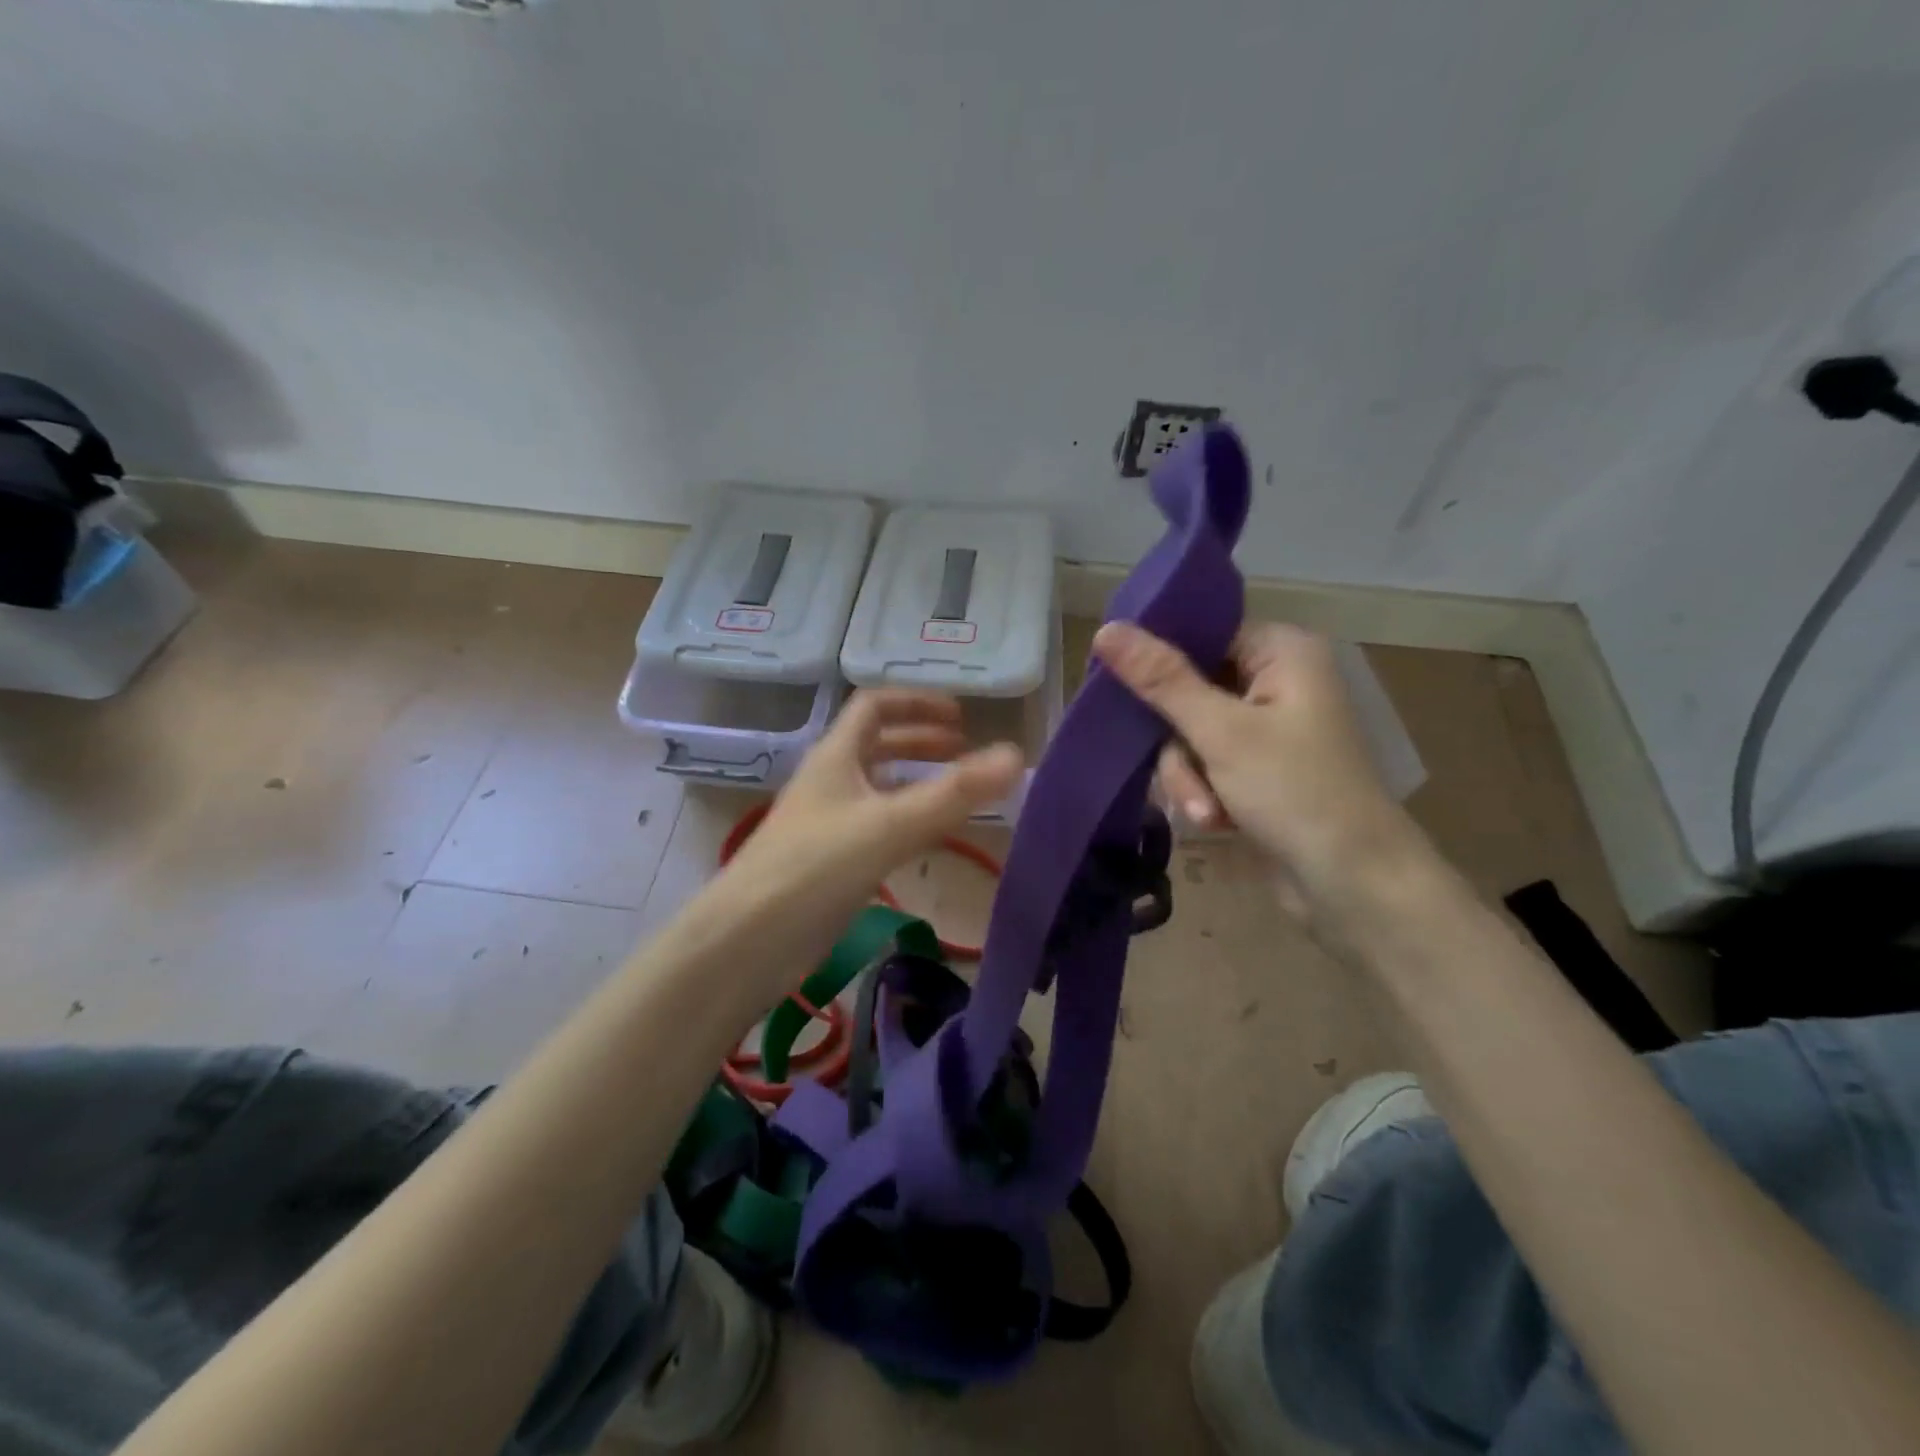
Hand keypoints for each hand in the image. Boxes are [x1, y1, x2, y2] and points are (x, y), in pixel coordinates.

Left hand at [714, 690, 1022, 986]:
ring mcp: (825, 824)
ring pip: (876, 788)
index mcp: (835, 757)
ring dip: (914, 781)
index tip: (961, 716)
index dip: (917, 703)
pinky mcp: (827, 863)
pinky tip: (926, 840)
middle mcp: (829, 782)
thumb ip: (955, 794)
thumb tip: (1016, 756)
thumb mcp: (890, 825)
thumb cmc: (814, 869)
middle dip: (921, 741)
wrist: (746, 942)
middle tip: (964, 751)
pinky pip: (874, 826)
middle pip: (876, 745)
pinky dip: (905, 820)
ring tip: (955, 792)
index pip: (874, 706)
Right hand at [1092, 620, 1421, 911]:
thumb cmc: (1296, 793)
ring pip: (1189, 734)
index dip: (1158, 660)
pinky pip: (1205, 763)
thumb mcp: (1221, 733)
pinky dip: (1204, 792)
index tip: (1117, 687)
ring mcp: (1267, 728)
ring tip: (1208, 811)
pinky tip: (1218, 821)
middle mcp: (1276, 681)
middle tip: (1187, 777)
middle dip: (1180, 745)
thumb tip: (1105, 630)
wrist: (1353, 886)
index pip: (1201, 634)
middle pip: (1188, 690)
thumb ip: (1161, 680)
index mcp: (1282, 652)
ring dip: (1189, 776)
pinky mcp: (1257, 768)